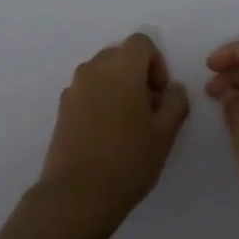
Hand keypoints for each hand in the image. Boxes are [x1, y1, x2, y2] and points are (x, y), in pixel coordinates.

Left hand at [32, 33, 190, 238]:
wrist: (77, 195)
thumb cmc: (128, 160)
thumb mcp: (165, 133)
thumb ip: (176, 102)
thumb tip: (173, 89)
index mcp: (121, 68)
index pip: (141, 42)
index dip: (157, 63)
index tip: (160, 95)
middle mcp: (93, 69)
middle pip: (120, 55)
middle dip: (138, 74)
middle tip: (149, 110)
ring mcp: (74, 88)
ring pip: (102, 73)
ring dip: (119, 87)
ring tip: (129, 125)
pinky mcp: (62, 109)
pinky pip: (88, 91)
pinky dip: (101, 100)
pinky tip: (107, 135)